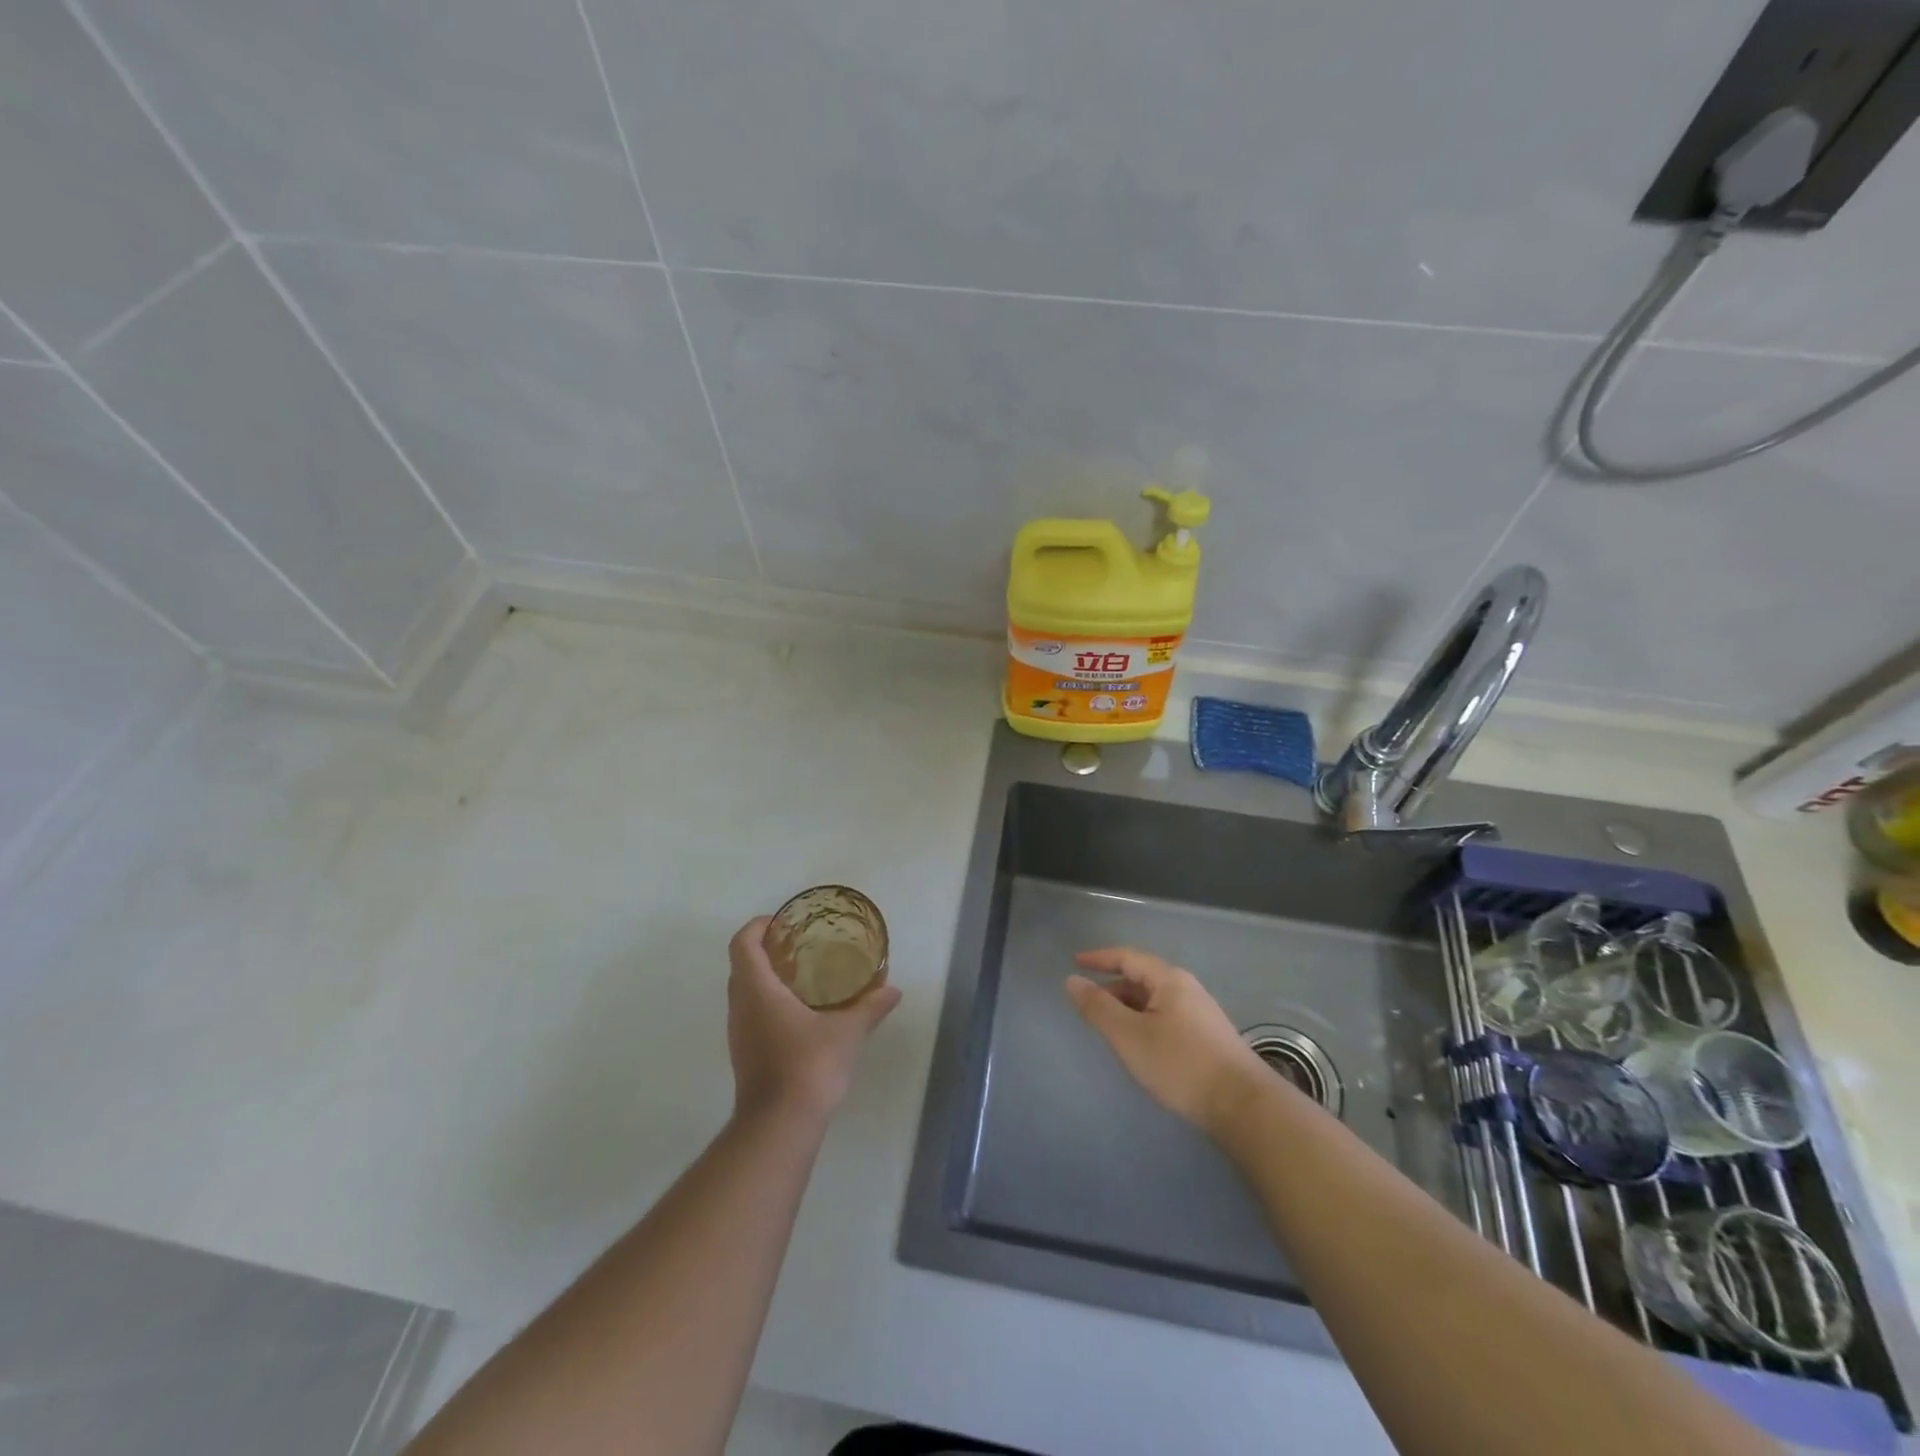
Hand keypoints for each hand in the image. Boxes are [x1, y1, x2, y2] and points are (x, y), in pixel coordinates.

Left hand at [727, 916, 901, 1126]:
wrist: (779, 1126)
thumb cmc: (808, 1066)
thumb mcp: (847, 1032)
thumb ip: (870, 1007)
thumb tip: (893, 990)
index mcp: (758, 990)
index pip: (742, 944)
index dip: (757, 926)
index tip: (781, 922)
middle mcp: (741, 1007)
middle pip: (742, 965)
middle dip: (765, 949)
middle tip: (798, 944)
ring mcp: (739, 1033)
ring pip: (744, 991)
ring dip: (765, 977)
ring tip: (802, 974)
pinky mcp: (744, 1054)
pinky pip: (750, 1013)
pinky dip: (767, 1001)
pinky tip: (799, 1011)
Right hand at [1066, 947, 1274, 1135]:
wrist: (1243, 1106)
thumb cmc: (1180, 1064)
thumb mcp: (1130, 1035)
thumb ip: (1098, 1007)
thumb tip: (1072, 981)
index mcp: (1169, 980)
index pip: (1128, 957)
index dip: (1099, 958)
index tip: (1075, 962)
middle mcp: (1187, 988)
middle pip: (1142, 977)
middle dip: (1113, 987)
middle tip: (1088, 1004)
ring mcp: (1201, 1013)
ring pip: (1155, 1000)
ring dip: (1128, 1007)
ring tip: (1109, 1027)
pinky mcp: (1208, 1038)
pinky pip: (1166, 1017)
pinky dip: (1144, 1021)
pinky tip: (1140, 1044)